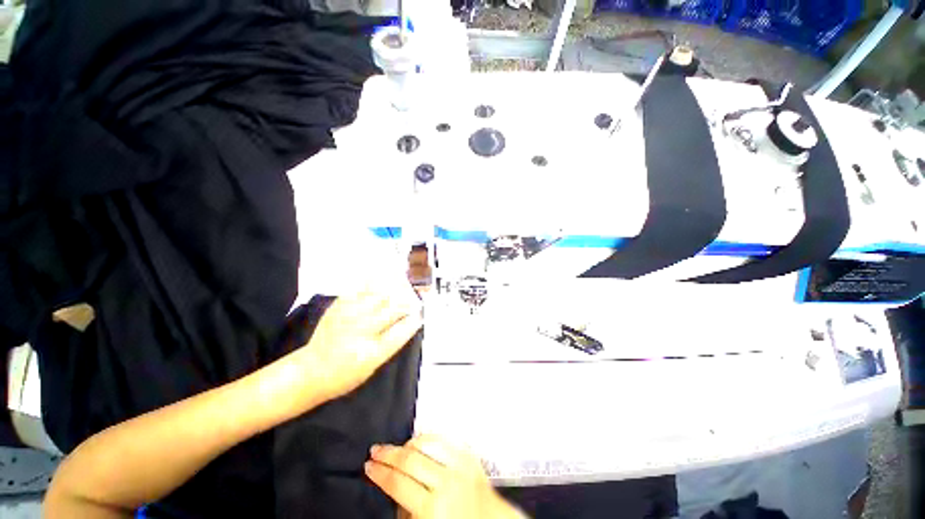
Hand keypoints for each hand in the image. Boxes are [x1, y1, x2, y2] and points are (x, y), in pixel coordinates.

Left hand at [300, 286, 422, 401]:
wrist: (310, 371)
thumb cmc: (344, 375)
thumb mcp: (373, 367)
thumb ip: (391, 343)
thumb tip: (409, 322)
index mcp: (371, 353)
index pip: (401, 331)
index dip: (414, 321)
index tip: (420, 315)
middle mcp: (361, 331)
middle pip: (393, 309)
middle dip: (407, 303)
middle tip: (412, 302)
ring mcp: (348, 316)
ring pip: (379, 295)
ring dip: (393, 291)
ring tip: (400, 288)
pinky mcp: (338, 307)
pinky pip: (359, 288)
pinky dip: (372, 283)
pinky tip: (379, 281)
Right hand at [365, 435, 523, 518]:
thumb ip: (406, 509)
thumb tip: (393, 488)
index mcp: (432, 508)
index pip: (397, 483)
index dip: (379, 473)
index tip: (368, 466)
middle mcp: (446, 482)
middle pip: (409, 459)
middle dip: (388, 454)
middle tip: (375, 450)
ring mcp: (459, 465)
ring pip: (427, 443)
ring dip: (408, 443)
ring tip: (396, 447)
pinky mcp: (469, 455)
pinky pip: (444, 439)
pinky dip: (429, 438)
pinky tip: (420, 441)